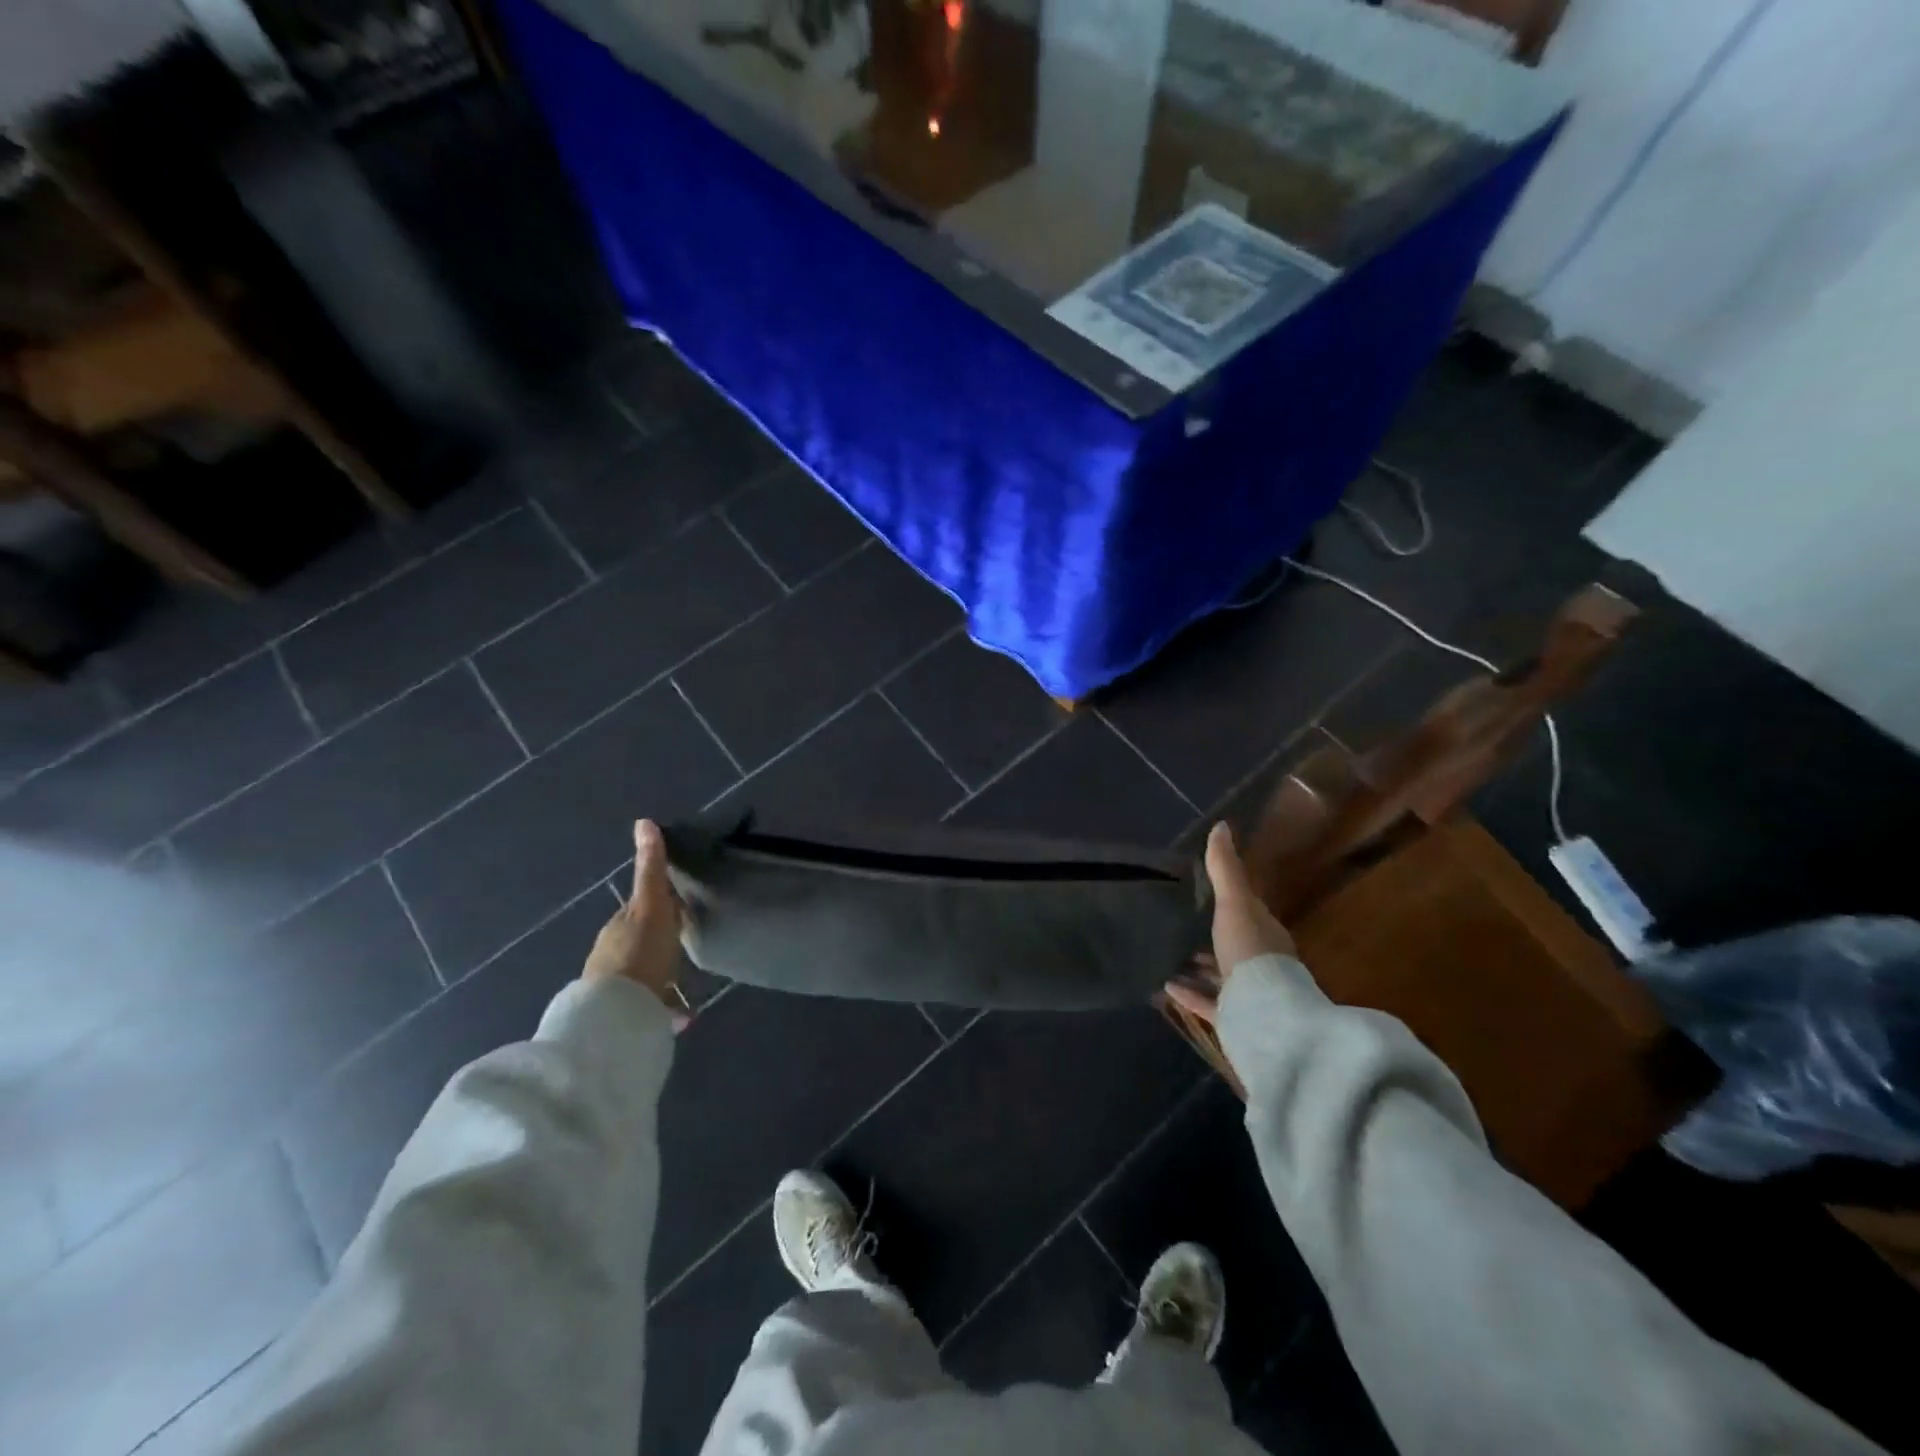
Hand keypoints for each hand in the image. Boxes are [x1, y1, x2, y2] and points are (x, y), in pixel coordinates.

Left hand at [584, 820, 690, 1028]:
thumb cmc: (640, 954)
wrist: (618, 1015)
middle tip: (687, 946)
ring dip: (661, 979)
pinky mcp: (624, 1014)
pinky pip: (648, 1005)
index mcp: (619, 926)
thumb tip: (643, 821)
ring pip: (643, 975)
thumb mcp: (652, 906)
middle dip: (661, 943)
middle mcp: (612, 953)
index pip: (641, 909)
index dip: (662, 906)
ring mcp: (615, 985)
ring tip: (685, 987)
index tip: (683, 908)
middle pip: (641, 941)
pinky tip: (680, 1017)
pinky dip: (663, 1007)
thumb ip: (651, 869)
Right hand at [1165, 822, 1294, 1026]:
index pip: (1247, 911)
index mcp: (1264, 932)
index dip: (1228, 900)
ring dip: (1196, 965)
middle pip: (1232, 943)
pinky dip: (1187, 993)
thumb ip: (1225, 869)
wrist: (1266, 1018)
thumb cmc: (1252, 953)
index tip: (1201, 890)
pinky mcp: (1234, 1019)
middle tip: (1178, 921)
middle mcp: (1259, 962)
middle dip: (1209, 934)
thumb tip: (1221, 825)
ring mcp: (1248, 993)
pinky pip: (1207, 1002)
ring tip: (1165, 952)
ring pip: (1219, 975)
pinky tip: (1164, 986)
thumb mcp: (1235, 904)